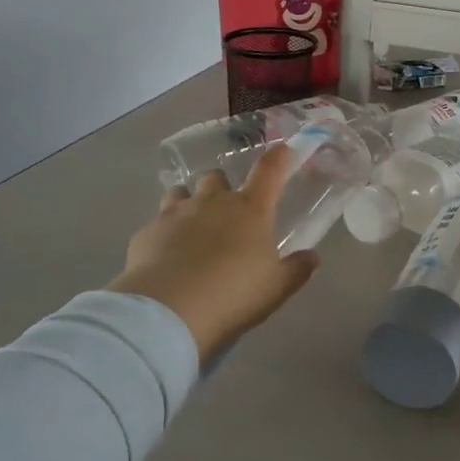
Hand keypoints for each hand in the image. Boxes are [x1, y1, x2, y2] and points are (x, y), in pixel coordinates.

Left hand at [109, 145, 319, 364]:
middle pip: (217, 176)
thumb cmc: (233, 294)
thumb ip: (297, 269)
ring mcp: (176, 213)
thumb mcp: (276, 288)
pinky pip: (157, 223)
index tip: (284, 150)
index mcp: (250, 210)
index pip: (269, 171)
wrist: (167, 311)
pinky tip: (165, 257)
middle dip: (222, 187)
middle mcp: (212, 201)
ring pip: (181, 192)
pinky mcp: (147, 232)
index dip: (279, 157)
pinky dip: (164, 234)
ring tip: (192, 230)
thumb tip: (312, 256)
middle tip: (227, 213)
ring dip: (189, 203)